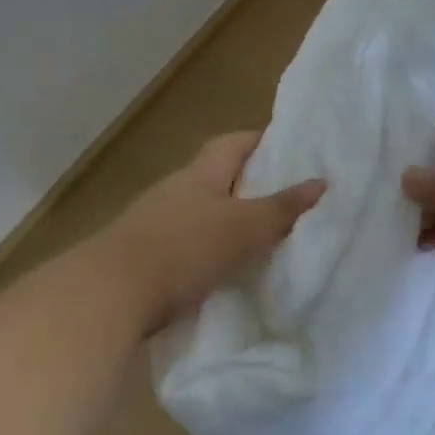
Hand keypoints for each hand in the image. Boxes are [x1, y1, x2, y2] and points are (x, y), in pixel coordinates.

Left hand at [102, 132, 324, 334]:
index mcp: (200, 173)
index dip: (263, 141)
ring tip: (265, 237)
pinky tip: (229, 269)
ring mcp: (157, 223)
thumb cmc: (185, 247)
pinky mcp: (148, 257)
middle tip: (288, 200)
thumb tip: (321, 182)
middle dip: (251, 185)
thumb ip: (282, 207)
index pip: (234, 142)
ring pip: (204, 213)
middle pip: (218, 177)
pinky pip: (190, 244)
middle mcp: (176, 190)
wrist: (113, 292)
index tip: (293, 152)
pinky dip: (211, 251)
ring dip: (230, 221)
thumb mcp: (244, 226)